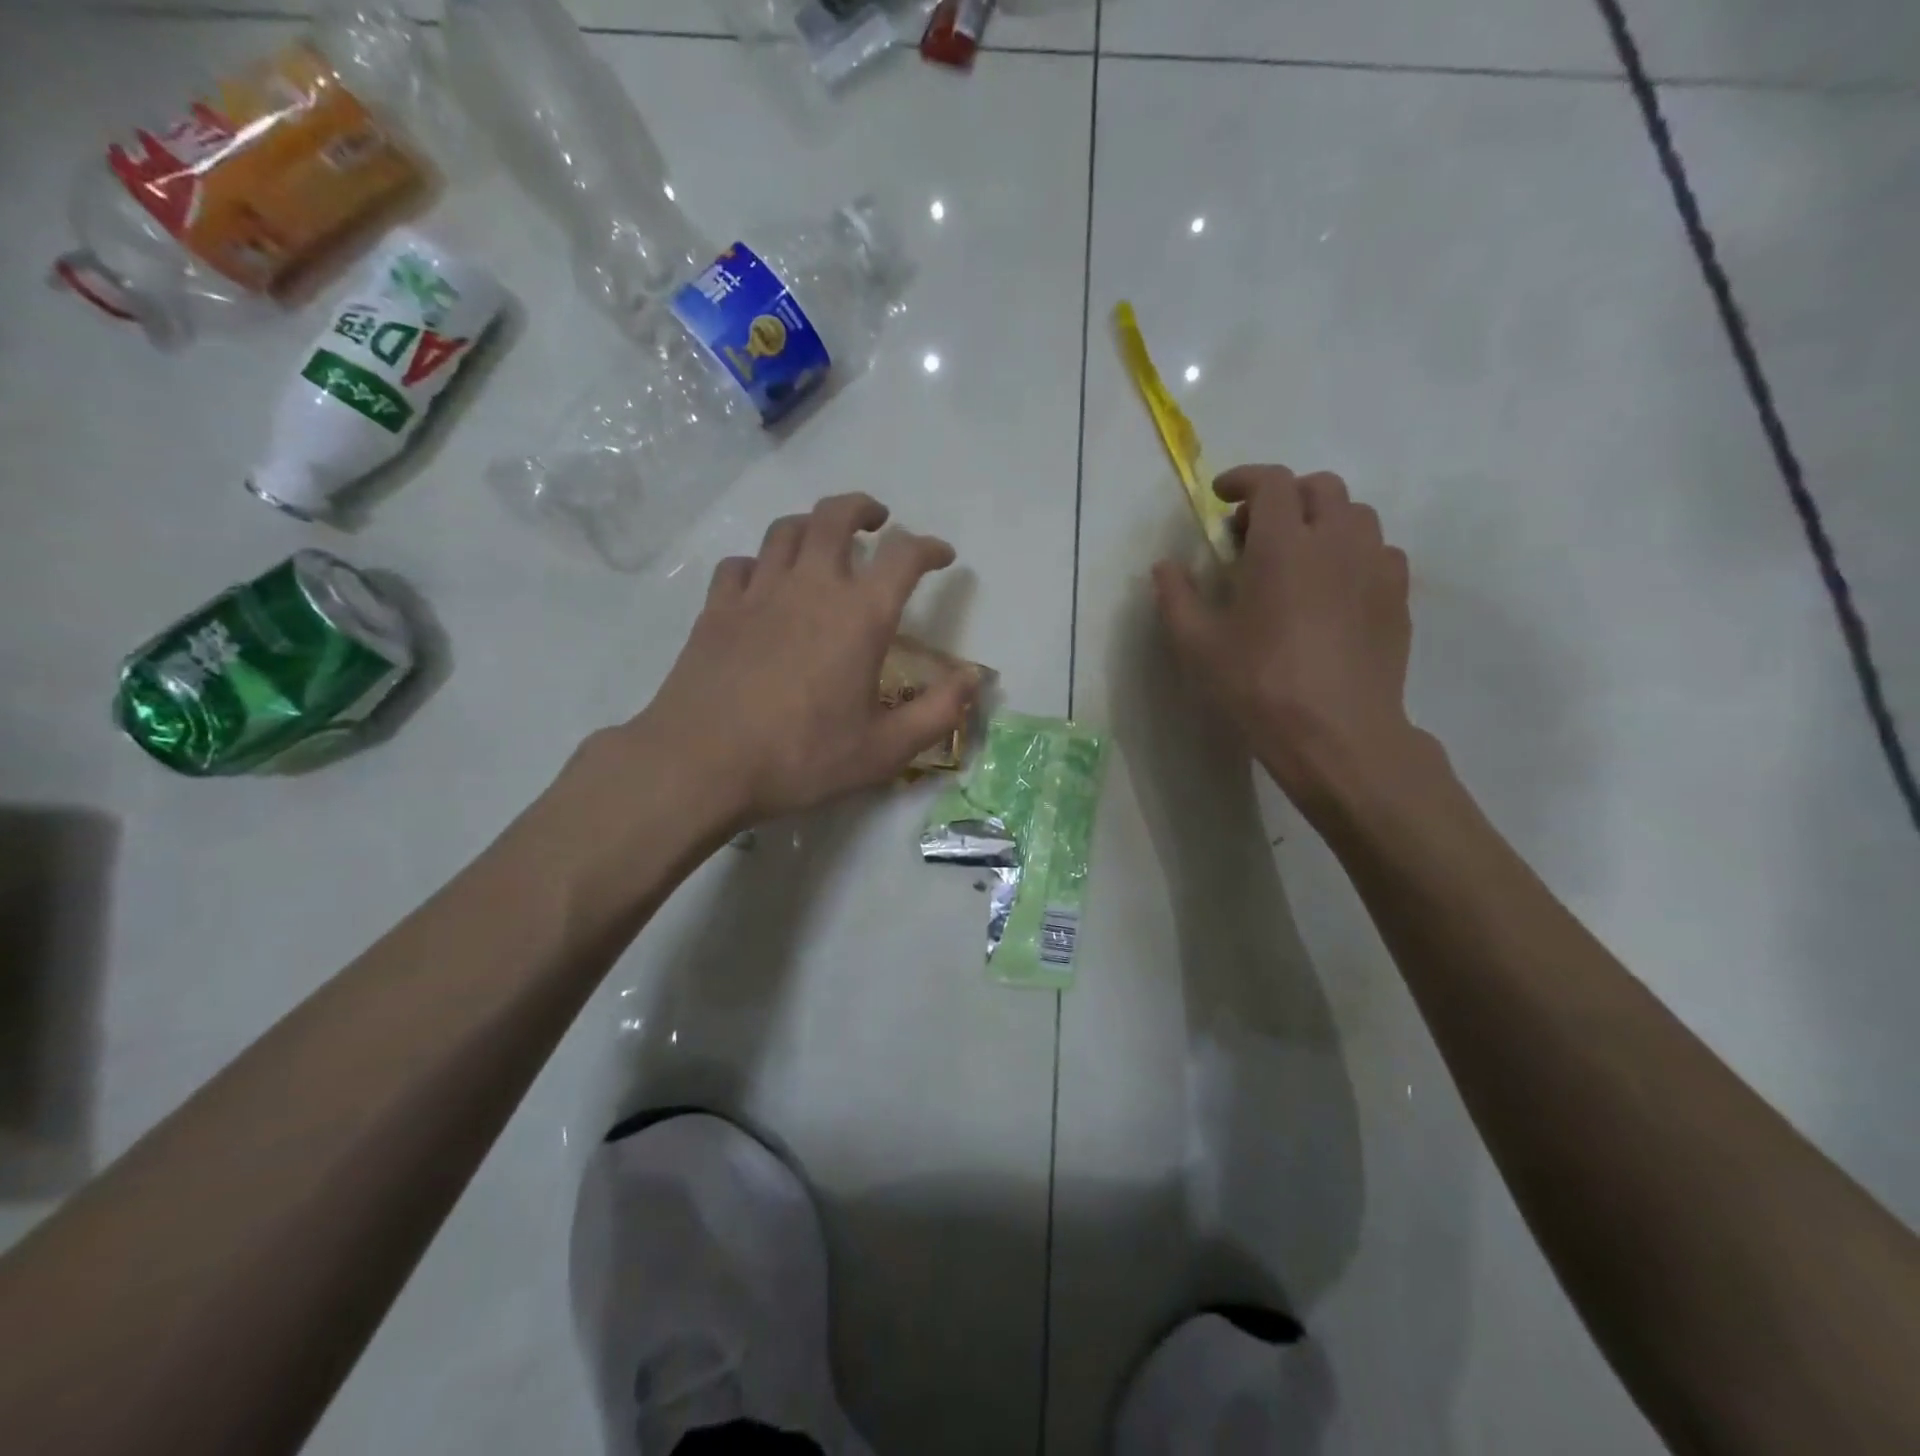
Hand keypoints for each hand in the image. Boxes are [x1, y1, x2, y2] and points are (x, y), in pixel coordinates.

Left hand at [628, 493, 976, 827]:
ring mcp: (758, 592)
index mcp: (859, 616)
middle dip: (863, 508)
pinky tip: (764, 582)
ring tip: (824, 540)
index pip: (904, 556)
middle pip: (836, 516)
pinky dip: (761, 563)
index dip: (929, 548)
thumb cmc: (801, 758)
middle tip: (877, 520)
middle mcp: (811, 587)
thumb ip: (938, 712)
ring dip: (812, 525)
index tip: (942, 556)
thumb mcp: (885, 750)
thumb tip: (975, 678)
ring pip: (786, 530)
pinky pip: (741, 564)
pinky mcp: (717, 608)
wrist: (702, 764)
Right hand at [1152, 465, 1424, 816]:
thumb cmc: (1259, 686)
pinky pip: (1379, 551)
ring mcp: (1375, 566)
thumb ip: (1176, 597)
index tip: (1222, 497)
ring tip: (1297, 558)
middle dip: (1284, 497)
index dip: (1244, 479)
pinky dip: (1352, 552)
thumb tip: (1164, 566)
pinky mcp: (1398, 596)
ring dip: (1322, 521)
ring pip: (1356, 515)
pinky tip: (1333, 588)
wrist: (1337, 734)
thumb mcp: (1198, 646)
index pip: (1272, 482)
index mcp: (1284, 545)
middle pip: (1320, 487)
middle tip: (1255, 534)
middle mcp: (1337, 541)